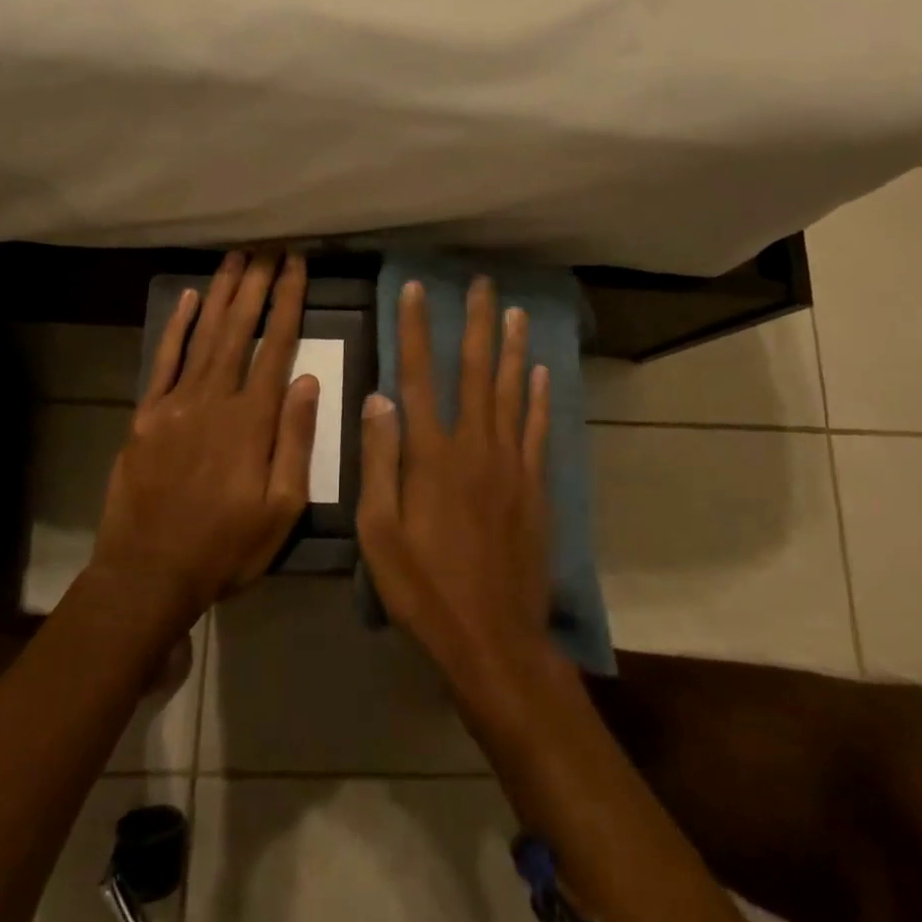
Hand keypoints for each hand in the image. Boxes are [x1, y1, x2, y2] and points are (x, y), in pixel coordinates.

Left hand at [89, 251, 318, 624]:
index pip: (276, 345)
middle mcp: (214, 398)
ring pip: (203, 334)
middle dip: (256, 283)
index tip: (296, 265)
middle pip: (238, 328)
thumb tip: (307, 380)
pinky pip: (164, 360)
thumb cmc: (226, 546)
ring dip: (221, 292)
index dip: (288, 301)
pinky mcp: (146, 414)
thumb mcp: (281, 509)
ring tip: (237, 257)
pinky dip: (176, 327)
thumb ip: (296, 440)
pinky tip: (188, 298)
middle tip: (268, 245)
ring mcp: (175, 403)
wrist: (148, 573)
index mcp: (252, 419)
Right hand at [357, 276, 553, 689]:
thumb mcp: (379, 532)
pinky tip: (542, 372)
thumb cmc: (423, 587)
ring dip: (513, 348)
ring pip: (513, 391)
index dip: (415, 329)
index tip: (416, 289)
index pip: (418, 375)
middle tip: (483, 284)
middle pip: (476, 371)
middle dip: (477, 323)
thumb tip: (378, 398)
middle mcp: (474, 445)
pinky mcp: (535, 485)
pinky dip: (540, 398)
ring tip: (516, 312)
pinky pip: (538, 430)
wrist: (492, 637)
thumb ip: (379, 461)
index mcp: (431, 455)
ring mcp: (511, 464)